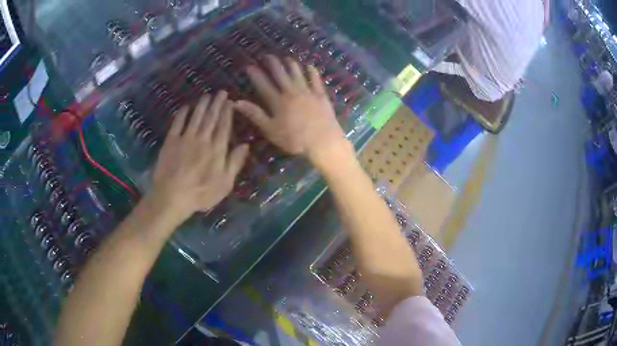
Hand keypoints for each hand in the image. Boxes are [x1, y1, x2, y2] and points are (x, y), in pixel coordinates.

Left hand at [151, 91, 249, 221]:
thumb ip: (235, 163)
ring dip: (202, 105)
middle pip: (211, 118)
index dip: (227, 113)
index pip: (224, 126)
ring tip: (207, 95)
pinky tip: (186, 107)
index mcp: (217, 149)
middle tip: (221, 92)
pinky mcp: (171, 141)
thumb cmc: (201, 193)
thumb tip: (246, 145)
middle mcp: (203, 139)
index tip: (230, 102)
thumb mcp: (225, 184)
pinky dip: (182, 113)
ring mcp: (185, 138)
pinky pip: (178, 123)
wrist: (172, 196)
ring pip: (196, 117)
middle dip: (217, 104)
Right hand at [235, 56, 352, 166]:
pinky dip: (312, 72)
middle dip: (272, 63)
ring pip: (297, 73)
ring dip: (291, 64)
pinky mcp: (320, 95)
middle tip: (267, 55)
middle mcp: (291, 92)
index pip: (263, 84)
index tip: (249, 66)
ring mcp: (307, 92)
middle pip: (280, 74)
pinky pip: (315, 80)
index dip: (256, 74)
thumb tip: (237, 102)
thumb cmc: (294, 139)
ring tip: (286, 58)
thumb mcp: (270, 130)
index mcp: (277, 101)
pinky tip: (310, 66)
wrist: (323, 141)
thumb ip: (255, 115)